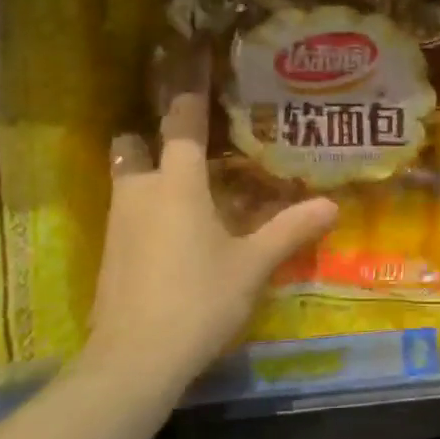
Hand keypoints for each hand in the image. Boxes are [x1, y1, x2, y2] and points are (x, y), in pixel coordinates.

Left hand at [85, 94, 336, 394]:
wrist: (133, 360)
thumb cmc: (198, 299)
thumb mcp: (252, 266)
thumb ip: (290, 230)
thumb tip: (332, 205)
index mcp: (176, 184)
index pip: (180, 125)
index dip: (188, 99)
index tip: (195, 78)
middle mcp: (140, 192)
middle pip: (132, 146)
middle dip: (149, 138)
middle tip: (182, 145)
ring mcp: (117, 224)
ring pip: (125, 180)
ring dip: (145, 174)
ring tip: (181, 186)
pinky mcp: (107, 254)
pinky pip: (124, 213)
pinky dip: (142, 209)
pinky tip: (167, 232)